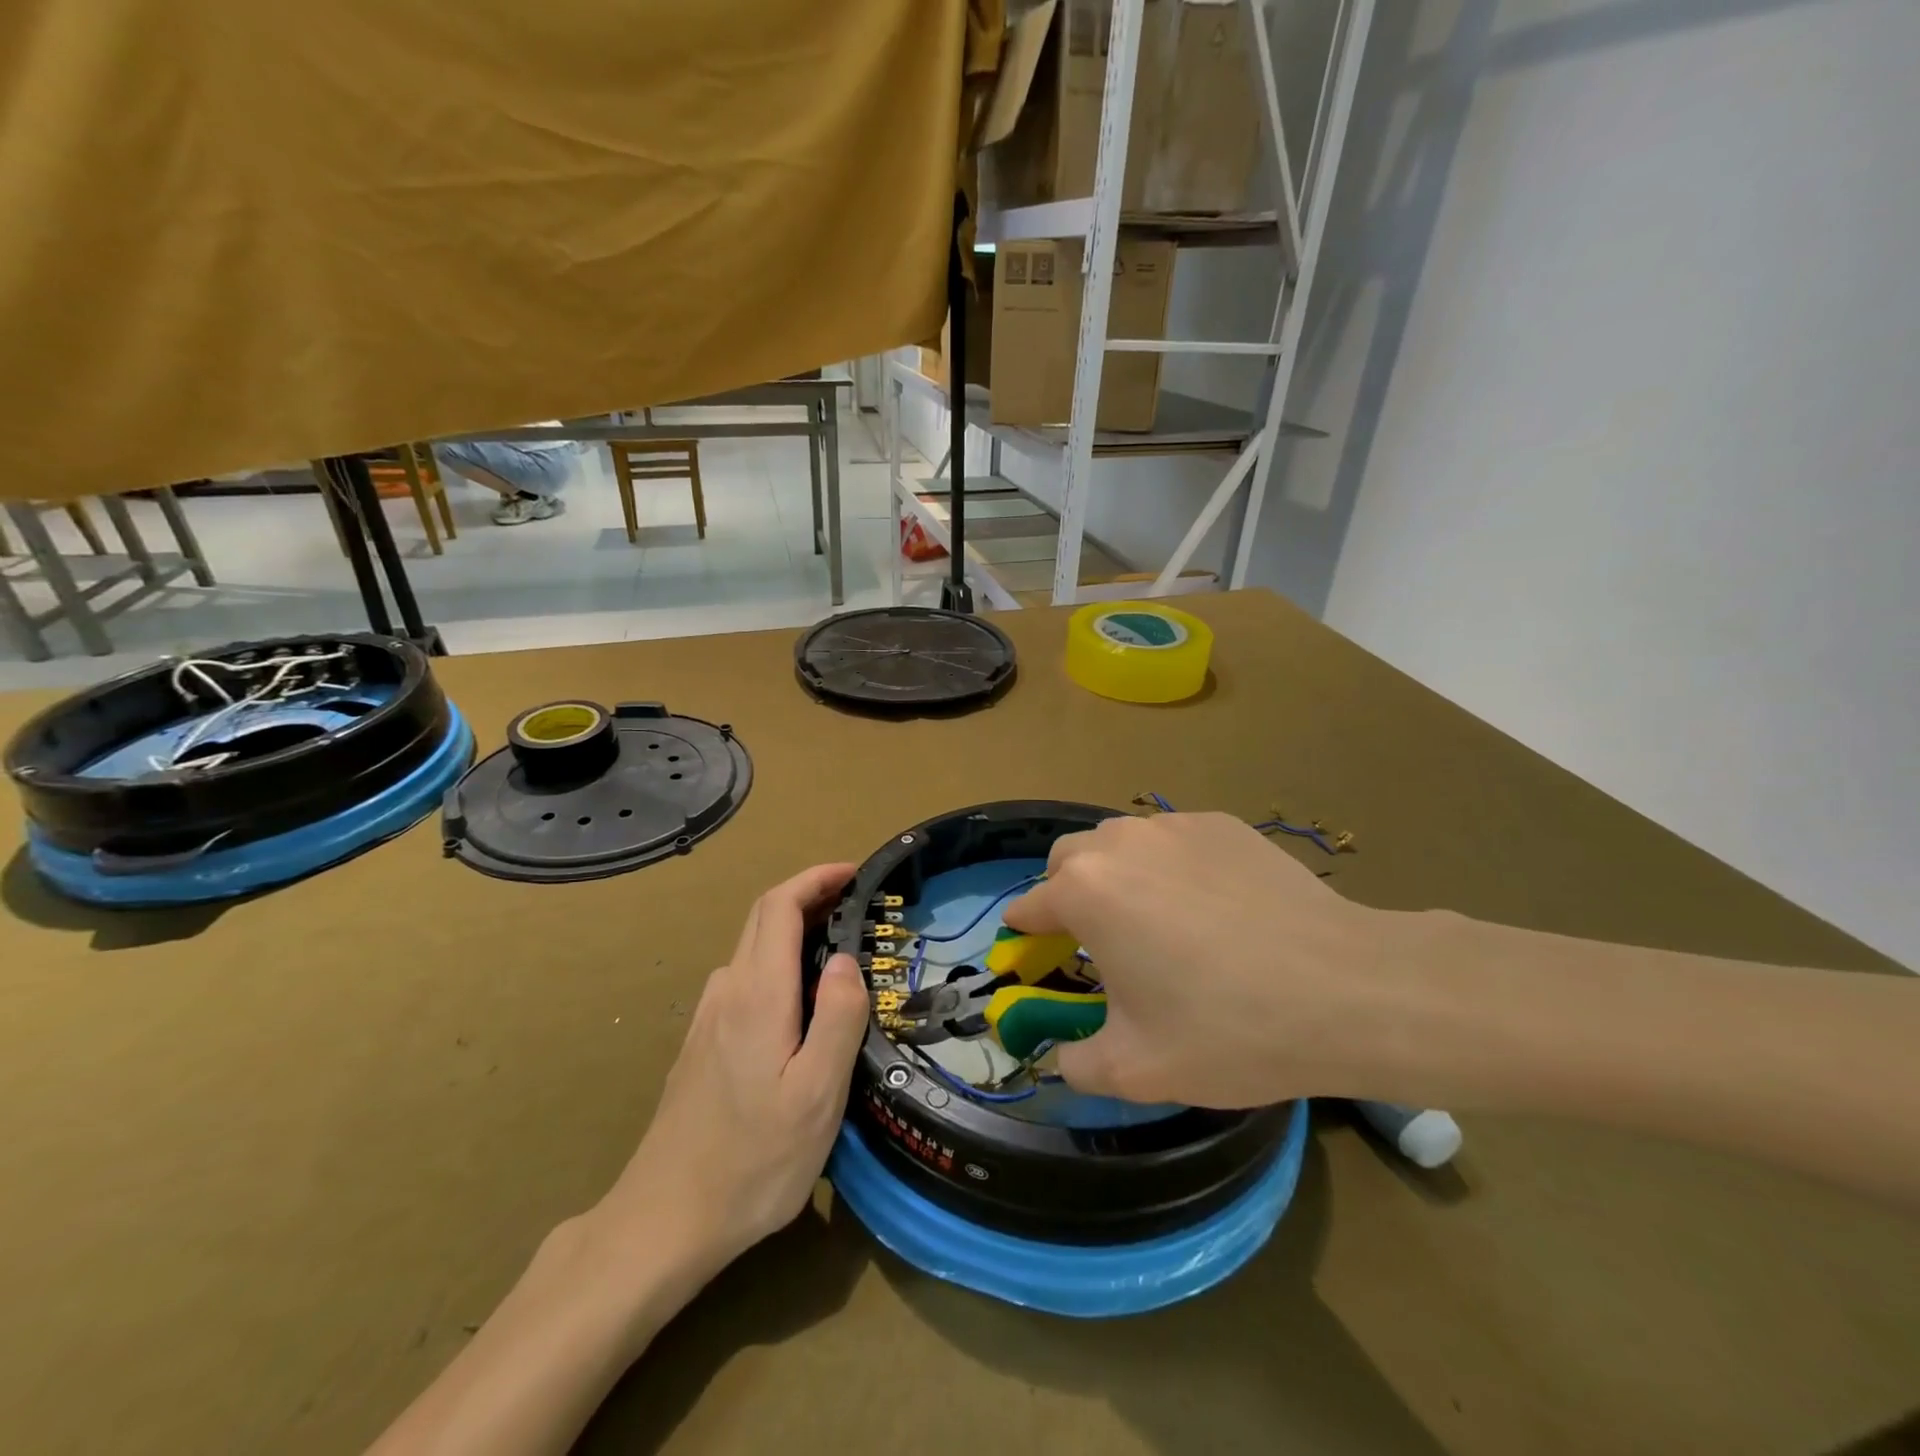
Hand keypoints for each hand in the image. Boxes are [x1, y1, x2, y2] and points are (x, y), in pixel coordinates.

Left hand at [591, 863, 869, 1290]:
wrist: (664, 1221)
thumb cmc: (753, 1161)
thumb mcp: (816, 1095)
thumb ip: (836, 1018)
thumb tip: (845, 959)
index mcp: (757, 995)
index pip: (779, 906)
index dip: (815, 878)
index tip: (854, 873)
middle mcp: (727, 992)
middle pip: (763, 918)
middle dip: (809, 895)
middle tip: (857, 903)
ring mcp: (709, 1017)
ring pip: (753, 948)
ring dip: (795, 929)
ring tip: (839, 947)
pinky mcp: (703, 1043)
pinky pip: (746, 978)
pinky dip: (779, 960)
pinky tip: (800, 998)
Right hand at [1003, 813, 1411, 1108]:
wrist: (1348, 991)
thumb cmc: (1228, 1030)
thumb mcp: (1138, 1070)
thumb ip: (1078, 1064)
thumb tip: (1062, 1058)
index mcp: (1086, 892)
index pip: (1031, 905)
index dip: (1026, 935)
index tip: (1031, 955)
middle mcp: (1121, 843)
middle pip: (1069, 858)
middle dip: (1066, 892)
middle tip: (1095, 941)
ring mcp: (1176, 826)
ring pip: (1122, 842)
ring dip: (1117, 874)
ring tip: (1154, 921)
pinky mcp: (1224, 825)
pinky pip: (1175, 840)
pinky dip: (1171, 866)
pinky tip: (1211, 908)